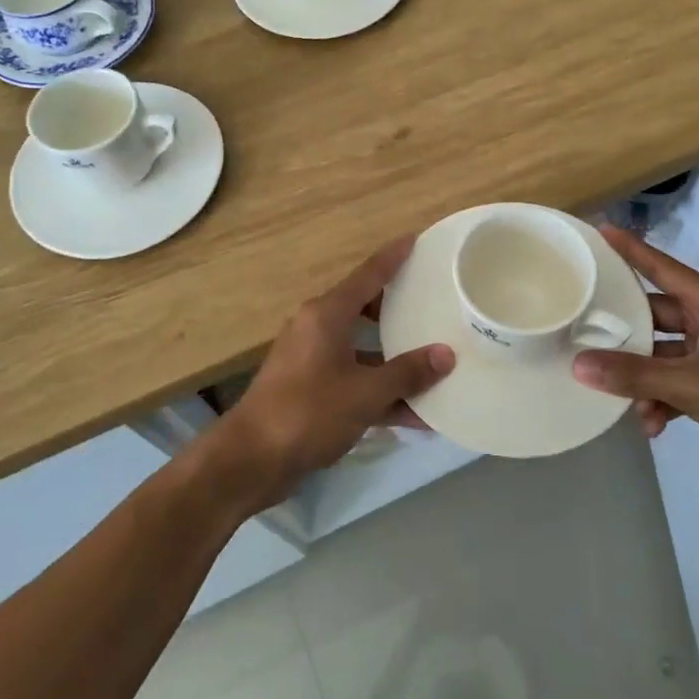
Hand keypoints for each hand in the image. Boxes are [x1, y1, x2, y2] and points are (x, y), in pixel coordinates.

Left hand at [218, 237, 454, 508]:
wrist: (252, 459)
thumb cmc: (309, 412)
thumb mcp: (365, 393)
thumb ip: (407, 373)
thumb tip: (446, 355)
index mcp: (327, 315)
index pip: (368, 275)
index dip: (393, 257)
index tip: (417, 239)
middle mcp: (317, 329)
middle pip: (365, 309)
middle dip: (399, 308)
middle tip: (434, 302)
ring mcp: (312, 360)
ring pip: (363, 349)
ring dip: (395, 360)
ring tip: (436, 362)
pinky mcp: (311, 390)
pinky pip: (355, 380)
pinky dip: (380, 391)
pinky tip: (416, 414)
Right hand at [572, 227, 698, 493]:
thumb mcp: (691, 385)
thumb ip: (634, 375)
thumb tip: (578, 366)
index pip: (663, 269)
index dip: (631, 250)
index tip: (600, 231)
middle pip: (655, 317)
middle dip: (625, 336)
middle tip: (583, 337)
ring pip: (662, 356)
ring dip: (643, 380)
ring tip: (624, 403)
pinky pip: (675, 383)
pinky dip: (661, 400)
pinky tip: (651, 425)